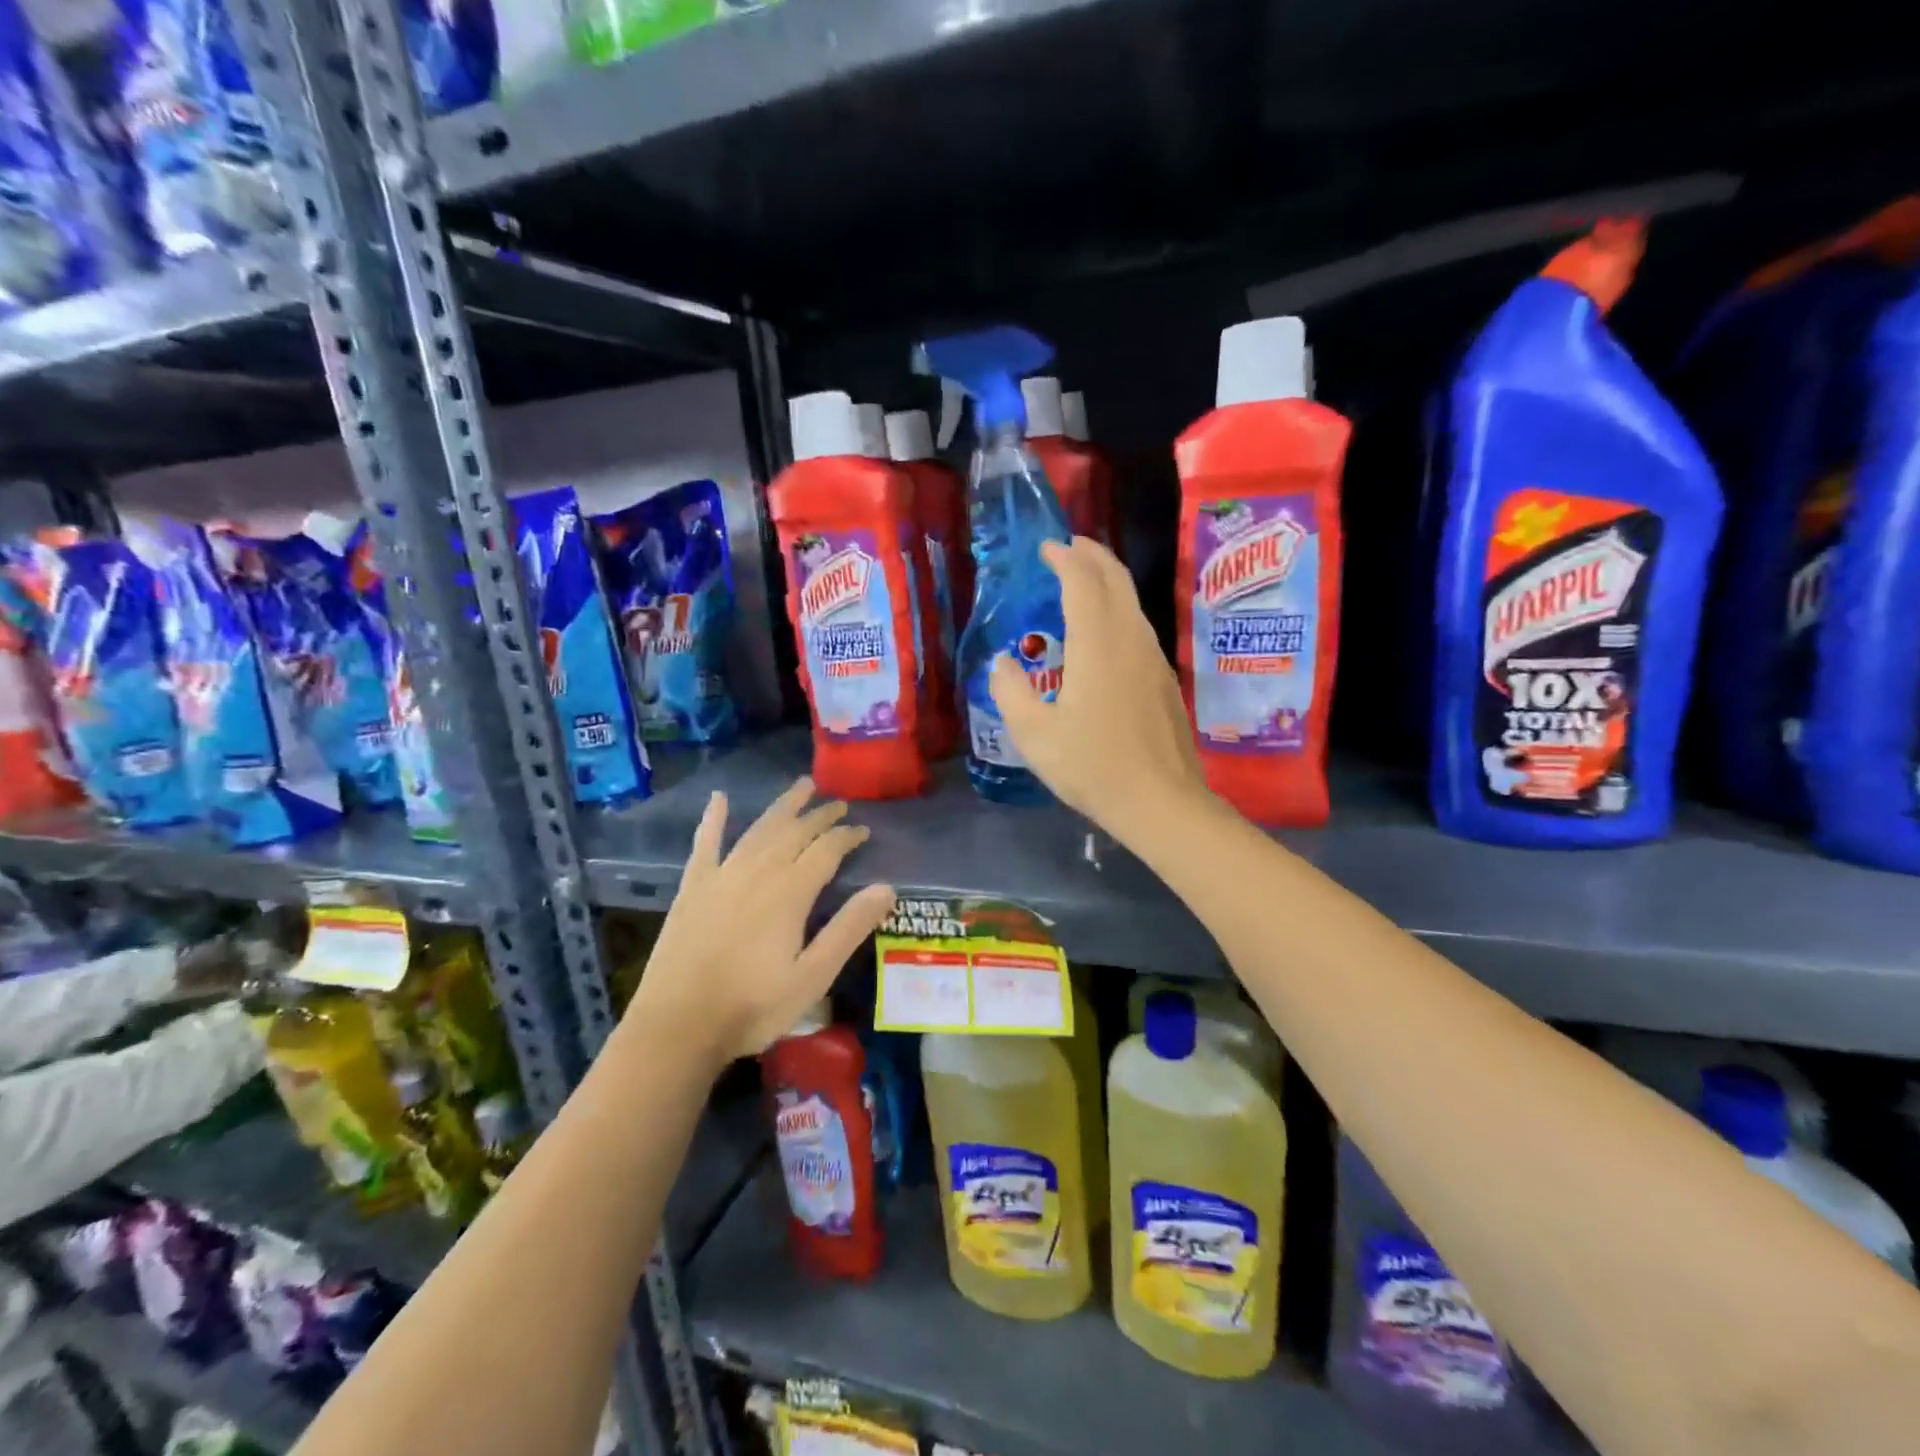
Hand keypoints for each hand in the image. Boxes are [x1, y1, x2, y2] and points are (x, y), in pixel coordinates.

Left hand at [628, 778, 894, 1065]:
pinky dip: (714, 819)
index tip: (863, 830)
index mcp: (790, 892)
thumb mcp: (813, 977)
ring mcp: (721, 876)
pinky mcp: (693, 887)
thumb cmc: (753, 1007)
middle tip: (839, 803)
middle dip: (820, 815)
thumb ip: (849, 929)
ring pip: (759, 829)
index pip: (827, 850)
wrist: (678, 1026)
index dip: (847, 836)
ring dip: (782, 807)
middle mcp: (758, 872)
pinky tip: (719, 799)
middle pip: (795, 831)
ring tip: (802, 786)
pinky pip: (705, 843)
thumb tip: (887, 887)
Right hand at [989, 537, 1209, 843]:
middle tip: (1070, 546)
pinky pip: (1139, 625)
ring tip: (1085, 578)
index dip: (1065, 559)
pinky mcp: (1163, 679)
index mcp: (1098, 645)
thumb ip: (1011, 692)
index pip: (1083, 583)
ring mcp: (1153, 659)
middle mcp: (1130, 640)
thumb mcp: (1034, 735)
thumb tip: (1002, 663)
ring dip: (1108, 580)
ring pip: (1132, 602)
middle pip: (1116, 580)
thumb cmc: (1093, 767)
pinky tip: (1105, 628)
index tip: (1047, 548)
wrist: (1161, 801)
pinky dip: (1118, 608)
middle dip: (1093, 555)